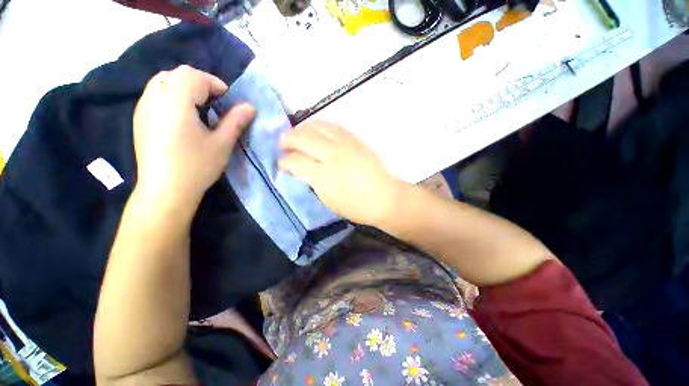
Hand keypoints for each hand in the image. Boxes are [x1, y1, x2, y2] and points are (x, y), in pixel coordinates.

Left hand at [133, 65, 254, 208]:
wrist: (165, 190)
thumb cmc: (197, 166)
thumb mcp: (222, 143)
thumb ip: (235, 121)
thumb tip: (250, 106)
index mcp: (176, 102)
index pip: (194, 76)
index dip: (215, 84)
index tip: (228, 100)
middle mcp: (155, 98)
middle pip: (177, 74)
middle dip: (199, 82)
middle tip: (215, 102)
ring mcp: (143, 108)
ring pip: (163, 81)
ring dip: (184, 86)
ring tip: (199, 106)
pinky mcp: (139, 119)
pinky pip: (154, 94)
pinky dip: (171, 95)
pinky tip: (181, 115)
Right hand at [279, 121, 406, 225]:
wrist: (384, 197)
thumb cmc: (356, 206)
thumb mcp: (328, 201)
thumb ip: (311, 183)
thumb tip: (299, 170)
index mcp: (323, 176)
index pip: (295, 161)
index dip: (284, 161)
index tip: (281, 163)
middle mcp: (331, 155)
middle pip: (302, 138)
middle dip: (288, 140)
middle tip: (284, 145)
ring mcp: (344, 144)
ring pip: (316, 127)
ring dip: (301, 129)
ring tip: (297, 135)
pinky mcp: (354, 139)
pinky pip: (332, 125)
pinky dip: (319, 125)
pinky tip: (315, 130)